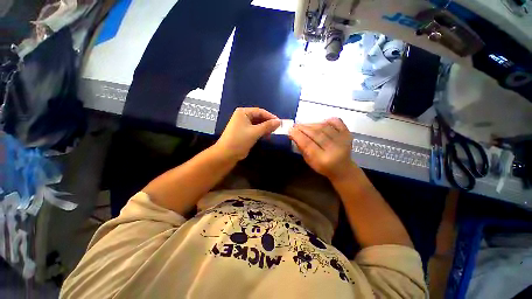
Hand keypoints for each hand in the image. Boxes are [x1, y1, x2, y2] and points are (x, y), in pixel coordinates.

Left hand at [215, 107, 280, 160]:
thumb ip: (267, 126)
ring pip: (257, 124)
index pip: (260, 111)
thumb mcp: (255, 132)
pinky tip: (267, 135)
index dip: (270, 116)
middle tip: (278, 128)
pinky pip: (255, 129)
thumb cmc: (240, 140)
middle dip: (268, 122)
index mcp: (243, 112)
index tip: (280, 122)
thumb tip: (279, 121)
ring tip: (274, 132)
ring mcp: (243, 125)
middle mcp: (243, 116)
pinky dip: (261, 132)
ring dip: (265, 128)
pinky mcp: (244, 132)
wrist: (227, 154)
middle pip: (259, 117)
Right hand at [289, 118, 353, 180]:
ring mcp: (342, 140)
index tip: (290, 130)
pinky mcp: (347, 134)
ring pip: (324, 127)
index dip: (298, 135)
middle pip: (316, 134)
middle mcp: (334, 149)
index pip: (307, 144)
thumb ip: (302, 148)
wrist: (343, 168)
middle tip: (295, 126)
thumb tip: (293, 135)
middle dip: (303, 128)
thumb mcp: (309, 161)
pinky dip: (328, 120)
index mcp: (323, 160)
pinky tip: (320, 122)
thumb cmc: (323, 167)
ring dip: (311, 124)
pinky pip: (337, 122)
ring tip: (304, 125)